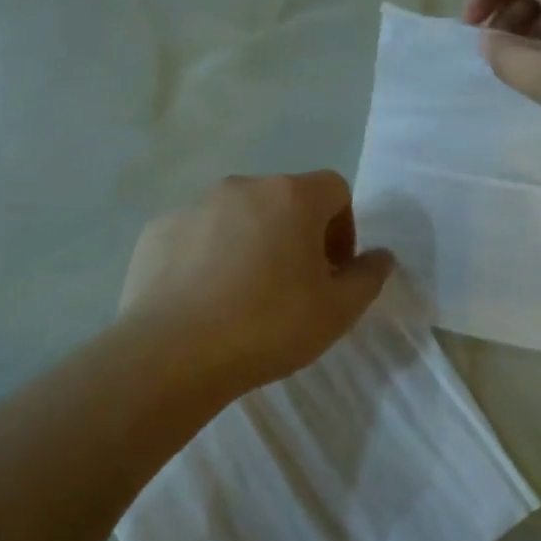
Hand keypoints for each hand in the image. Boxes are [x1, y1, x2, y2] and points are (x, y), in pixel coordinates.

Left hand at [119, 172, 394, 394]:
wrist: (173, 353)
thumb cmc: (268, 326)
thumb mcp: (338, 311)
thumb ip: (368, 277)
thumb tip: (381, 256)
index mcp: (292, 196)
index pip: (334, 189)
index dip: (343, 227)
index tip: (332, 271)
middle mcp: (243, 186)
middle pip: (285, 199)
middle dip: (297, 234)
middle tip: (293, 285)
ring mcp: (195, 204)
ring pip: (239, 215)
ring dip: (252, 241)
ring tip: (244, 294)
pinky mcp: (159, 228)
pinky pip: (198, 233)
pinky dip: (209, 254)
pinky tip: (204, 298)